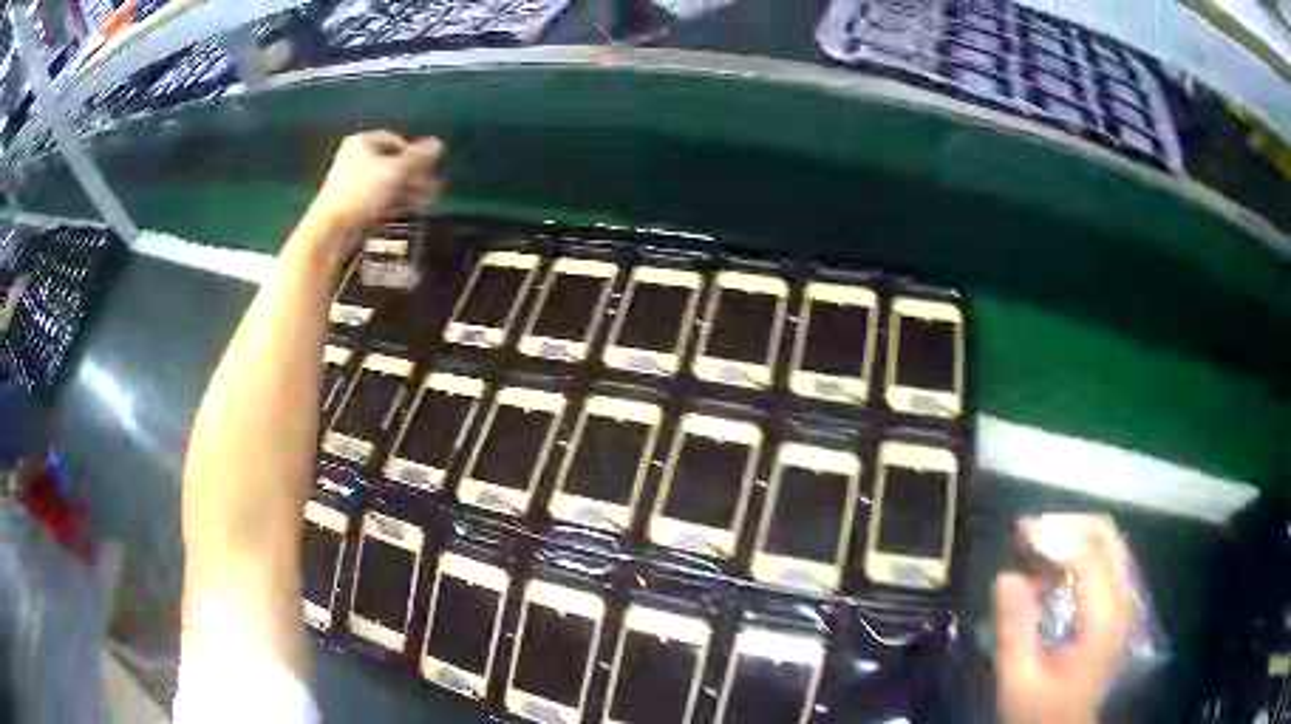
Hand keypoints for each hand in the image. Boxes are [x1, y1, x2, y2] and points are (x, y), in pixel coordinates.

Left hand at [309, 130, 442, 244]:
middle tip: (432, 186)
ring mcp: (353, 183)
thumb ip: (419, 157)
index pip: (396, 141)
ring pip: (387, 182)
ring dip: (409, 189)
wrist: (332, 230)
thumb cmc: (363, 192)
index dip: (415, 153)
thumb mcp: (396, 170)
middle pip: (392, 162)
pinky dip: (396, 202)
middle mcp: (356, 158)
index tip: (429, 167)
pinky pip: (379, 198)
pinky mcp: (353, 205)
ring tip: (428, 200)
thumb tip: (439, 143)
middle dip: (414, 174)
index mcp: (362, 142)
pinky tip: (411, 209)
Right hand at [995, 515, 1131, 723]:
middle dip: (1068, 525)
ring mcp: (1122, 605)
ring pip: (1109, 545)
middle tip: (1028, 532)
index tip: (1020, 534)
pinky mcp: (1115, 610)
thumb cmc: (1040, 713)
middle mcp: (1121, 603)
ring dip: (1074, 536)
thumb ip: (1015, 629)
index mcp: (1102, 621)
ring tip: (1036, 545)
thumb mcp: (1019, 680)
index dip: (1056, 536)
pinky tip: (1052, 569)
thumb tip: (1006, 575)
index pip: (1090, 556)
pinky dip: (1080, 554)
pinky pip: (1105, 563)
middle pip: (1107, 538)